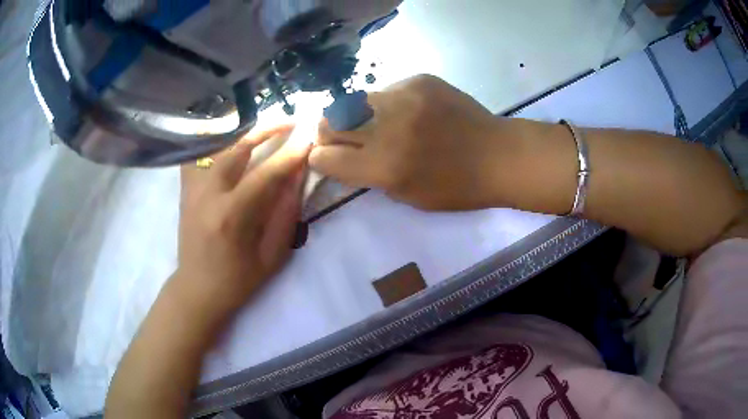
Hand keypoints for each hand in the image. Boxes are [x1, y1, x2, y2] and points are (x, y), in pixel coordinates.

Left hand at [176, 125, 310, 315]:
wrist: (197, 289)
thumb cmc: (237, 280)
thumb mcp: (271, 255)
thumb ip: (285, 214)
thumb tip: (297, 176)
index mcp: (231, 216)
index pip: (265, 174)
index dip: (290, 154)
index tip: (309, 138)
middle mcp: (208, 195)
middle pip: (237, 149)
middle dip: (268, 130)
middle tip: (291, 121)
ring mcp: (192, 189)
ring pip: (217, 147)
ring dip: (244, 133)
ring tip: (265, 125)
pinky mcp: (185, 190)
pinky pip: (197, 155)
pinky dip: (213, 142)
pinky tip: (227, 137)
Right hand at [310, 75, 524, 210]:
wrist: (498, 155)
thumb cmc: (456, 187)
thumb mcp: (407, 195)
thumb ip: (368, 176)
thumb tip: (342, 158)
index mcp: (383, 166)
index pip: (325, 156)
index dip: (321, 159)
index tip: (328, 159)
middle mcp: (386, 127)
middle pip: (329, 120)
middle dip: (328, 133)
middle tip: (344, 139)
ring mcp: (403, 97)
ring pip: (353, 100)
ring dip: (357, 115)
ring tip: (378, 124)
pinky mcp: (419, 80)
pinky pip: (386, 90)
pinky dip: (387, 104)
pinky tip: (409, 112)